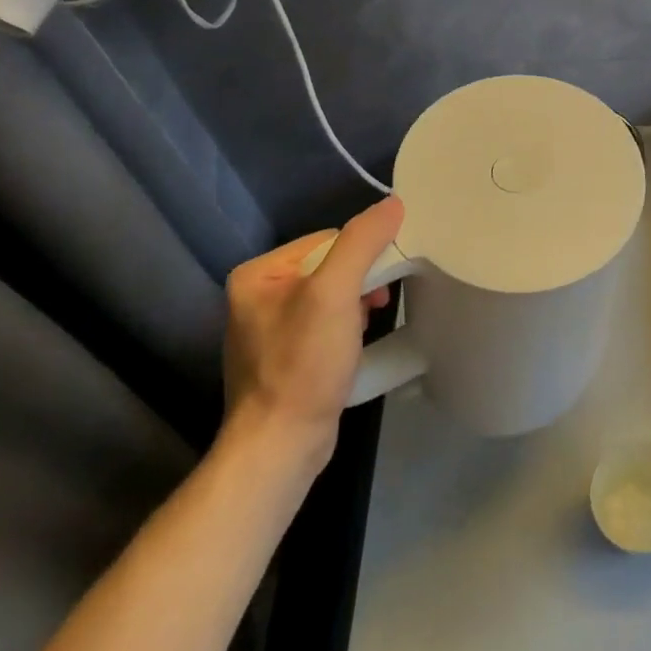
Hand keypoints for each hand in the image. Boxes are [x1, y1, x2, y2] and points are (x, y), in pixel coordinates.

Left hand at [220, 195, 402, 475]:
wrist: (282, 447)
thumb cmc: (303, 365)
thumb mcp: (335, 293)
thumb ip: (362, 242)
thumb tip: (393, 203)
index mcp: (257, 274)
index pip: (327, 240)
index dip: (361, 256)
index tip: (379, 284)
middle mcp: (256, 296)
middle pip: (330, 266)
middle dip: (360, 284)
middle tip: (376, 307)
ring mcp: (269, 330)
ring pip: (332, 296)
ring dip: (356, 306)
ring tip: (365, 329)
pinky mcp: (285, 358)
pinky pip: (325, 324)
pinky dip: (346, 329)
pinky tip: (354, 348)